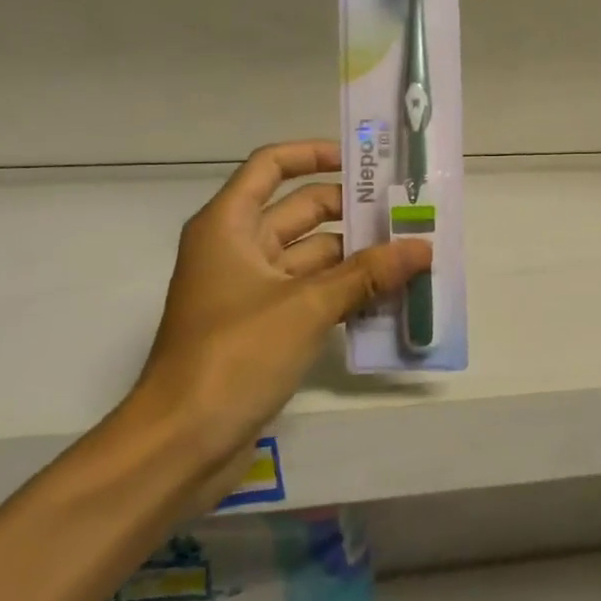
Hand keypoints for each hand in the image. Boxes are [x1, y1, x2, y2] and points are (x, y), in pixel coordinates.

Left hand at [121, 139, 431, 502]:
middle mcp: (237, 249)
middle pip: (300, 211)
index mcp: (229, 226)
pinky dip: (344, 293)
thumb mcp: (307, 307)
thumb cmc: (234, 356)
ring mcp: (250, 291)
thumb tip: (422, 247)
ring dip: (356, 257)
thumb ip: (367, 274)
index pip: (271, 166)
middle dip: (352, 212)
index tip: (363, 163)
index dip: (314, 154)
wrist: (179, 446)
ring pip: (311, 257)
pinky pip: (311, 295)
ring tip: (411, 256)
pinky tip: (388, 299)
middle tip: (407, 213)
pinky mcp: (263, 328)